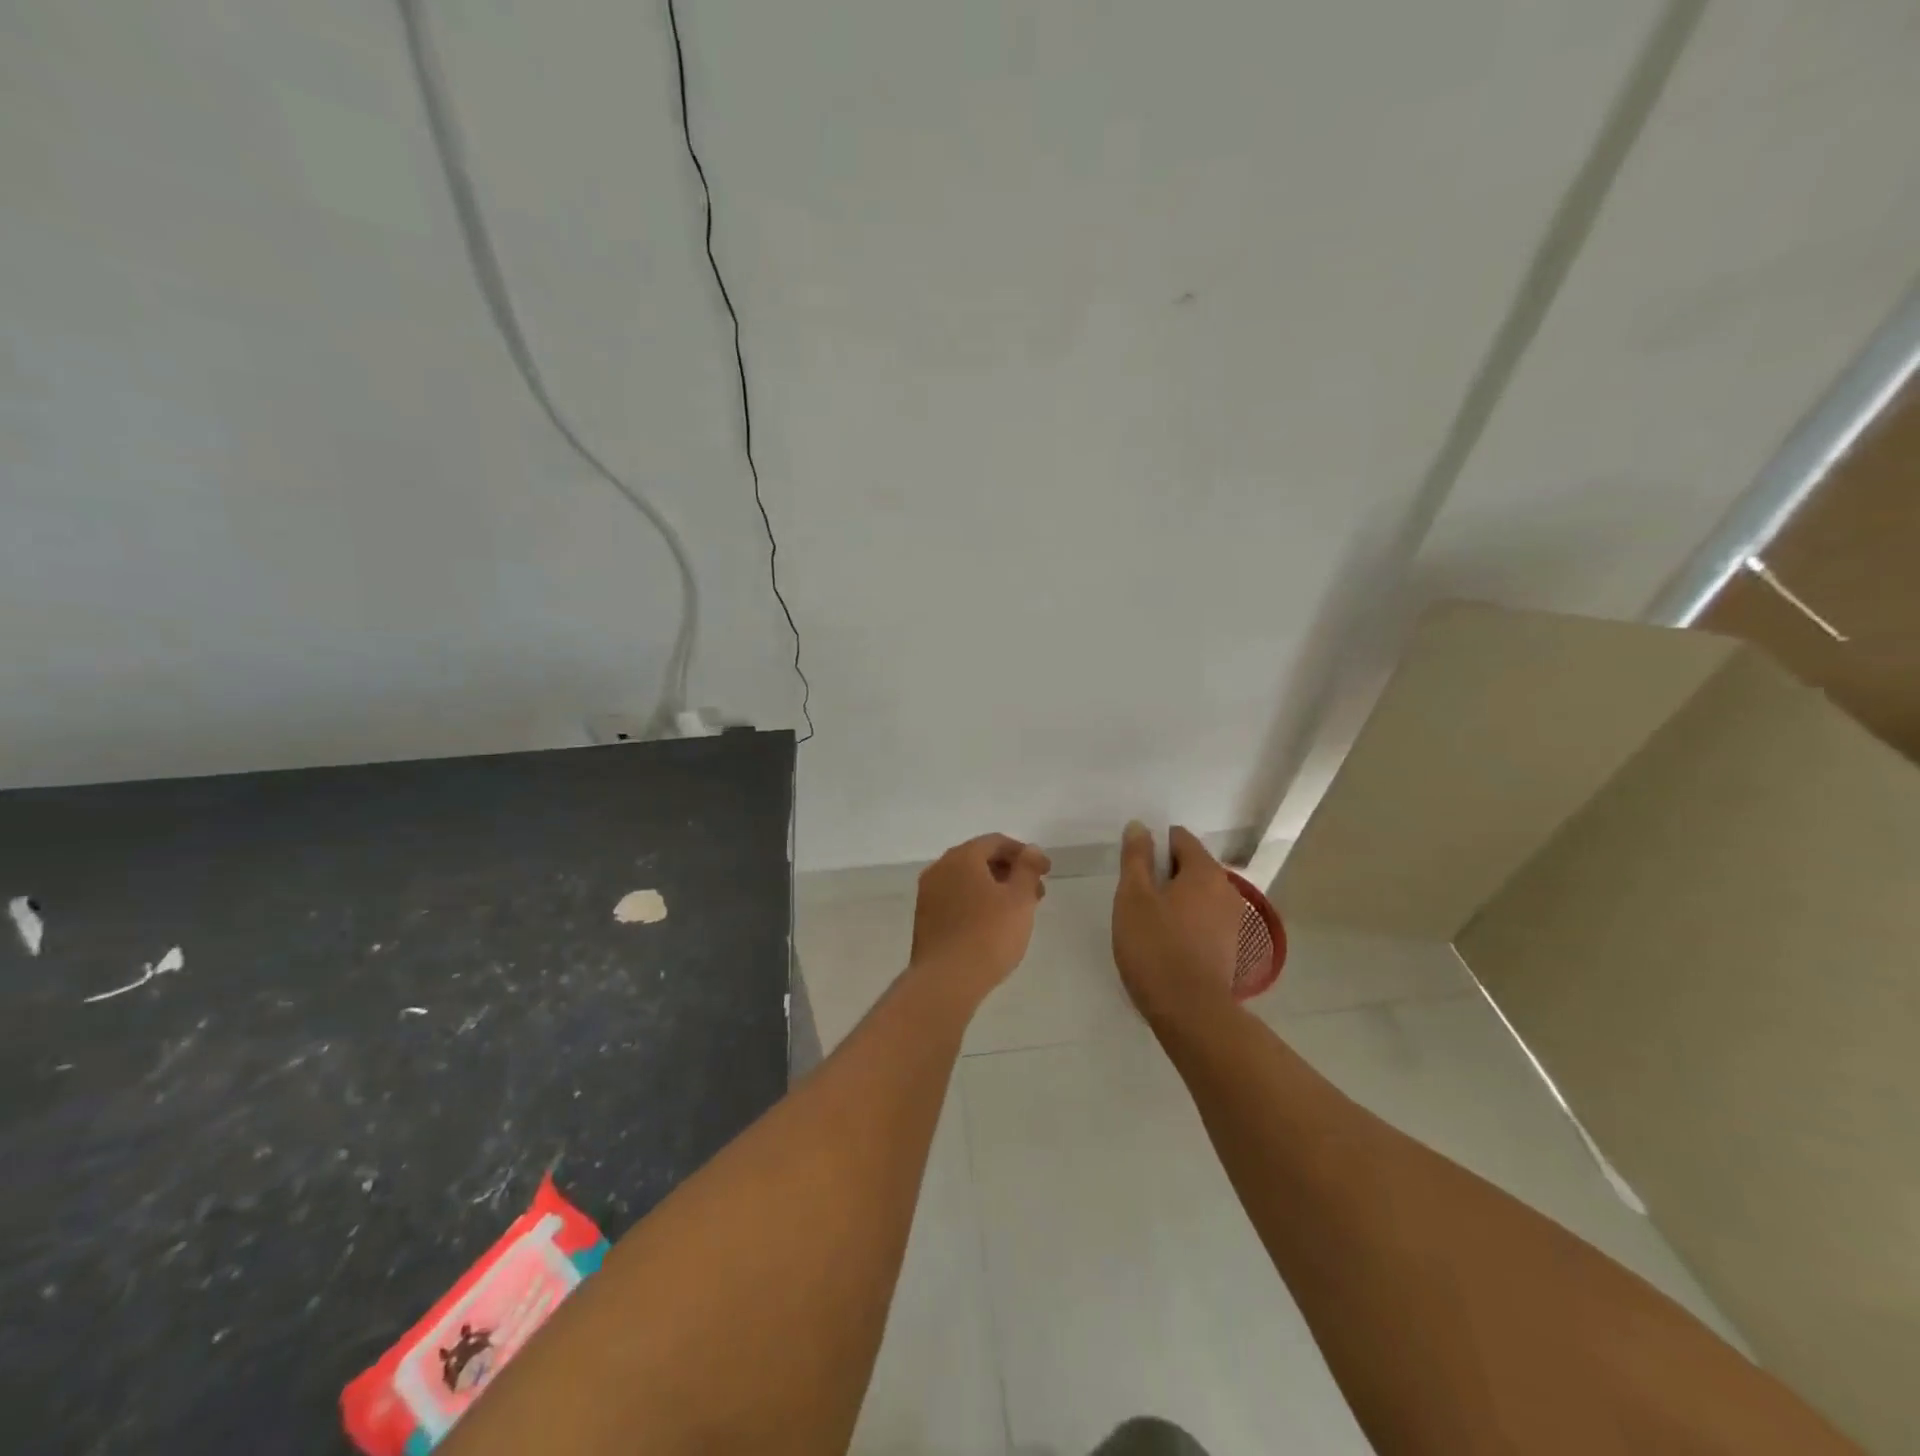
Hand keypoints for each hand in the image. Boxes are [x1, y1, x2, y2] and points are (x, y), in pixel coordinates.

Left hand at [910, 834, 1051, 1003]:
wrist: (946, 981)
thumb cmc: (989, 935)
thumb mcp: (1019, 899)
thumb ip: (1027, 869)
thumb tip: (1029, 849)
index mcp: (962, 857)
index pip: (996, 842)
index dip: (1024, 854)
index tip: (1045, 872)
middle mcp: (940, 868)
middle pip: (979, 859)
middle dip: (1009, 871)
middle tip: (1035, 893)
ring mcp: (928, 894)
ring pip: (967, 881)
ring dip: (994, 888)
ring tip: (1018, 911)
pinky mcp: (925, 919)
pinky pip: (956, 899)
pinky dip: (977, 903)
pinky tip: (992, 924)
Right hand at [1112, 823, 1243, 1019]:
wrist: (1190, 1012)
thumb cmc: (1155, 947)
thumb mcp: (1133, 897)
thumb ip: (1136, 858)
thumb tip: (1140, 826)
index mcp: (1205, 871)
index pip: (1179, 838)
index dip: (1152, 846)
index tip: (1132, 869)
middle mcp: (1226, 889)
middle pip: (1189, 866)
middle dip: (1162, 874)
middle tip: (1134, 899)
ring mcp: (1232, 920)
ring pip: (1196, 895)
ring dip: (1173, 900)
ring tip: (1146, 924)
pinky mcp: (1229, 947)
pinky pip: (1203, 919)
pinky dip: (1184, 922)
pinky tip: (1165, 944)